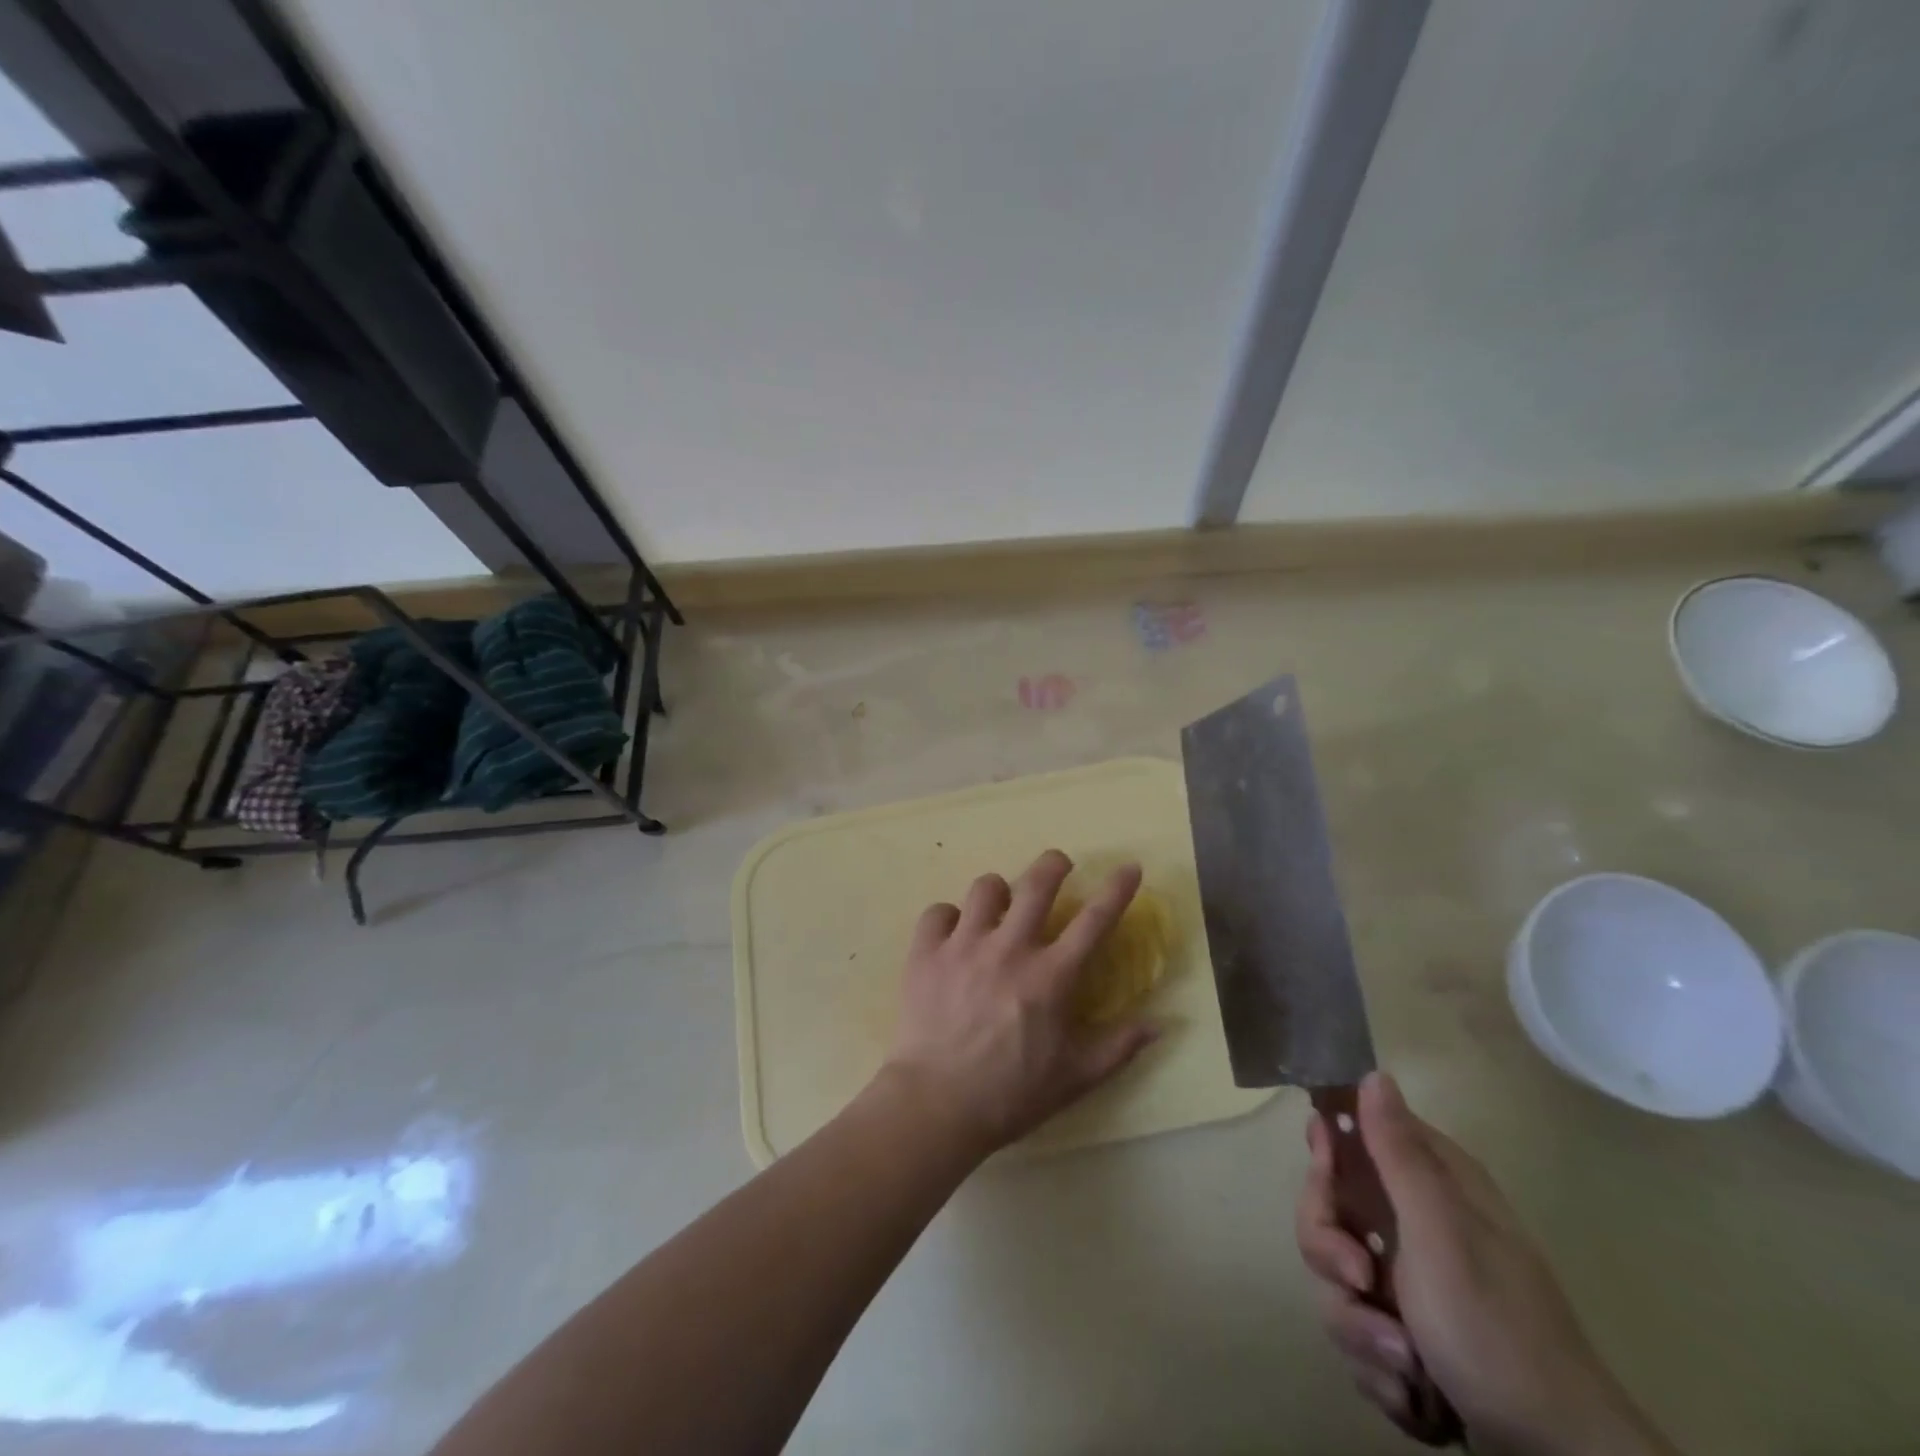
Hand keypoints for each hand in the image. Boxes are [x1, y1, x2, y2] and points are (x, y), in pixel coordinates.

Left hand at [882, 849, 1159, 1158]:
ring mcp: (964, 945)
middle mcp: (1010, 948)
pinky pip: (938, 912)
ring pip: (985, 888)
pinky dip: (949, 918)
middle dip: (1054, 864)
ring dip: (999, 891)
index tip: (1130, 867)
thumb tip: (1160, 1024)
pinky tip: (953, 934)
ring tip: (1000, 904)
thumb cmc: (1011, 1095)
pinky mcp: (926, 952)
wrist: (936, 1106)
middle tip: (1059, 865)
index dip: (1117, 889)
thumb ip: (1119, 1047)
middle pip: (1037, 884)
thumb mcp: (1075, 1078)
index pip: (1094, 920)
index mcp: (1051, 977)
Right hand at [1297, 1074, 1674, 1455]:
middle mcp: (1414, 1222)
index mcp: (1430, 1184)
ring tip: (1405, 1365)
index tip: (1326, 1178)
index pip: (1352, 1134)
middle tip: (1360, 1281)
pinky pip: (1355, 1328)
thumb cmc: (1495, 1329)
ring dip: (1358, 1327)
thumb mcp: (1440, 1233)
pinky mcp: (1405, 1333)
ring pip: (1335, 1276)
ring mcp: (1408, 1281)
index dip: (1327, 1154)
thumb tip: (1374, 1073)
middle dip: (1331, 1255)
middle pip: (1327, 1209)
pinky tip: (1414, 1391)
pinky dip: (1378, 1366)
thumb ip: (1398, 1153)